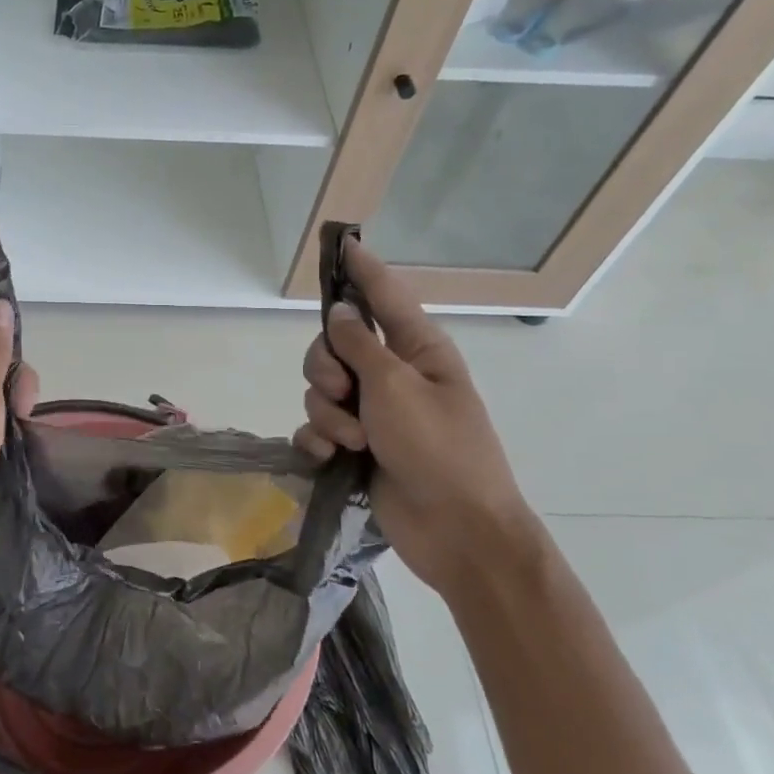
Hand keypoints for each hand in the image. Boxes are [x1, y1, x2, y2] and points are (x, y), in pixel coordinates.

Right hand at [293, 243, 543, 599]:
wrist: (455, 531)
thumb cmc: (439, 450)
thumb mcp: (396, 388)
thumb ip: (359, 346)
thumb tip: (340, 312)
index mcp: (416, 350)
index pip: (384, 296)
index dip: (361, 268)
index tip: (341, 242)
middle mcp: (392, 374)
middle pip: (334, 345)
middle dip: (325, 368)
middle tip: (345, 393)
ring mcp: (373, 413)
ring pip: (320, 389)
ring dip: (328, 414)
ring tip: (353, 441)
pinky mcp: (355, 447)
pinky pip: (317, 427)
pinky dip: (318, 441)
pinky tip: (330, 458)